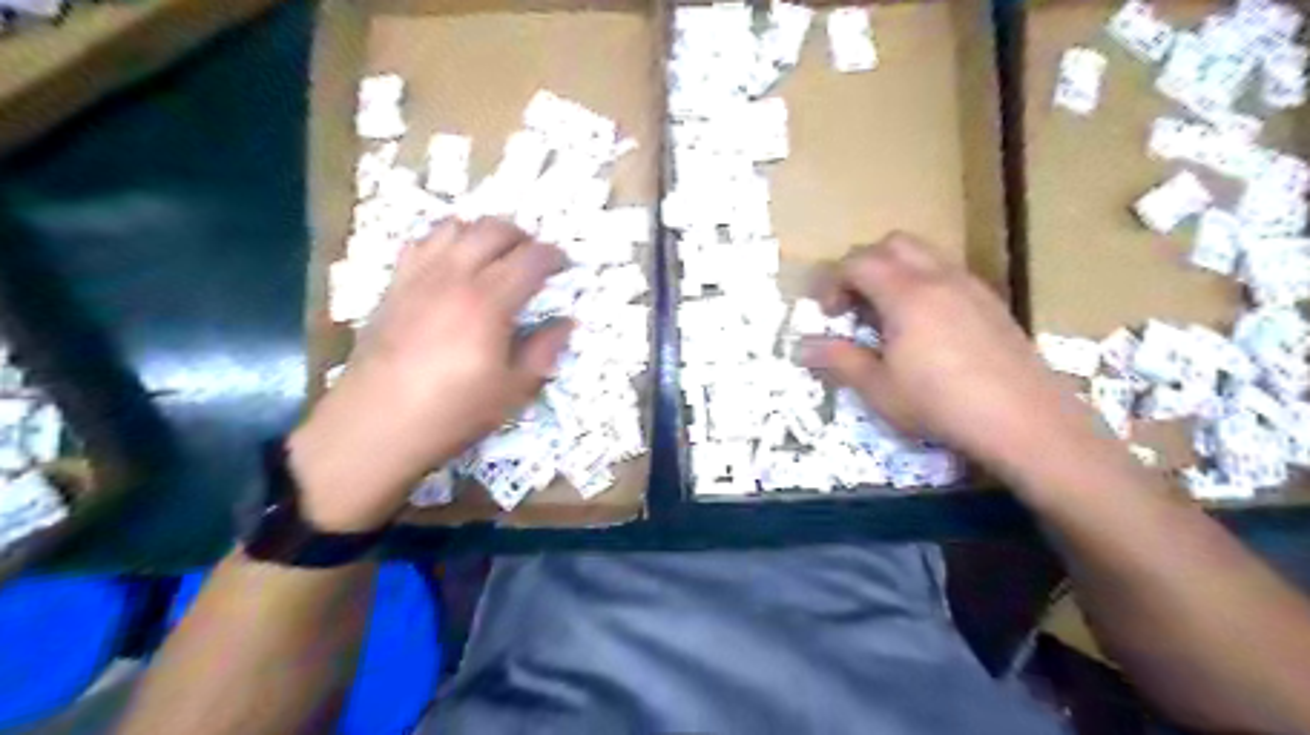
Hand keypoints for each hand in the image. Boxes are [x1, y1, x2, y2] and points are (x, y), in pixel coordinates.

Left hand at [288, 216, 573, 531]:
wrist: (376, 425)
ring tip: (496, 253)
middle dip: (522, 236)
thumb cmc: (452, 413)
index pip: (530, 259)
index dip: (553, 256)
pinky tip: (452, 262)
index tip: (565, 265)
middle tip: (535, 256)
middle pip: (492, 230)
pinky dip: (444, 241)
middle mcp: (454, 277)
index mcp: (489, 302)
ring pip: (454, 227)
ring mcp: (418, 277)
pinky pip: (420, 243)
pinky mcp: (394, 286)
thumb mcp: (513, 391)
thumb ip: (543, 351)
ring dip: (483, 232)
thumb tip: (566, 324)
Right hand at [800, 233, 1102, 479]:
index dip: (832, 281)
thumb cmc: (941, 404)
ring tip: (887, 316)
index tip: (826, 313)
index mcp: (907, 294)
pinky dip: (924, 285)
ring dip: (896, 273)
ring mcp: (971, 287)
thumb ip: (838, 360)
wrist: (1026, 421)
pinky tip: (926, 329)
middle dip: (864, 265)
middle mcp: (940, 278)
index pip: (858, 262)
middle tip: (854, 304)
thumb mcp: (879, 388)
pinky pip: (948, 274)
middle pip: (893, 244)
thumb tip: (800, 346)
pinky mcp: (992, 304)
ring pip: (925, 255)